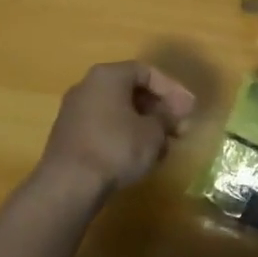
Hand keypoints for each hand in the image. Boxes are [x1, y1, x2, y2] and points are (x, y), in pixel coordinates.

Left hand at [40, 62, 196, 195]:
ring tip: (164, 147)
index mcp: (107, 76)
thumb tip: (172, 114)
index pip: (147, 72)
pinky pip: (105, 128)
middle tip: (180, 128)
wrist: (68, 184)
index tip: (189, 109)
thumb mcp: (152, 132)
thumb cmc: (116, 147)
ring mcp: (75, 111)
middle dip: (159, 109)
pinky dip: (125, 136)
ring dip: (144, 125)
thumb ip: (167, 117)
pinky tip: (140, 157)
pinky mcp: (70, 136)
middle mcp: (88, 86)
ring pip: (119, 111)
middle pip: (131, 91)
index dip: (172, 89)